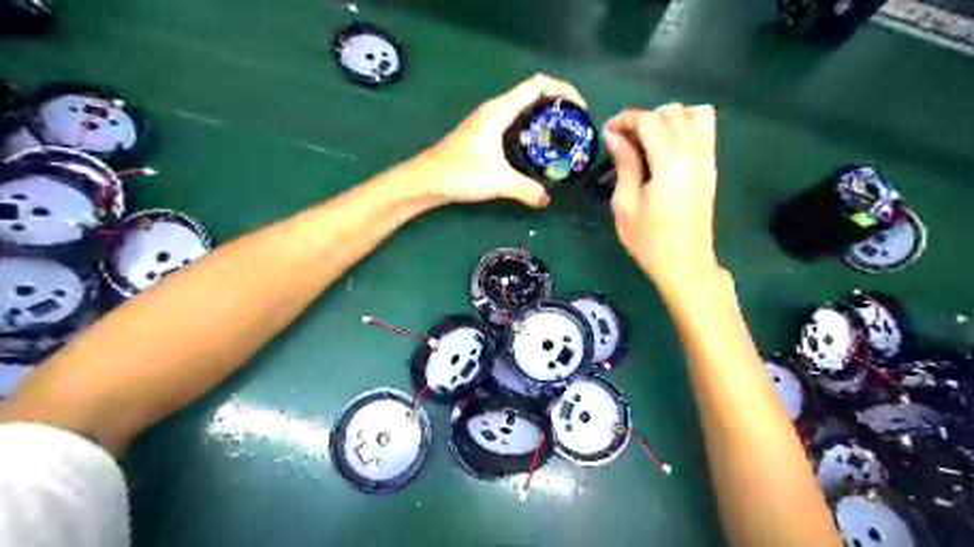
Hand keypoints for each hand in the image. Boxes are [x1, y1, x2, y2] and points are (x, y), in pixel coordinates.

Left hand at [421, 72, 584, 207]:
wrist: (426, 180)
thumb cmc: (460, 173)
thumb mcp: (498, 181)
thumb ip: (527, 189)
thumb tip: (547, 199)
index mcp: (499, 110)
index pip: (538, 85)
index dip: (563, 90)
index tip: (581, 108)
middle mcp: (495, 110)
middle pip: (533, 94)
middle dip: (557, 105)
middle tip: (575, 126)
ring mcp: (487, 122)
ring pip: (523, 109)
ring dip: (543, 118)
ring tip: (562, 137)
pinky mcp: (483, 135)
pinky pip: (514, 123)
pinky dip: (530, 130)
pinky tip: (536, 150)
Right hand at [606, 102, 725, 289]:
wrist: (685, 265)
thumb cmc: (648, 241)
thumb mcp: (625, 205)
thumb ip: (624, 164)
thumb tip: (614, 135)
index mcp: (671, 164)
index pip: (650, 120)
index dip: (626, 119)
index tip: (608, 131)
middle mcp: (694, 154)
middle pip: (672, 111)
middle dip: (644, 118)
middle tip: (624, 140)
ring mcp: (707, 159)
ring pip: (694, 113)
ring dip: (667, 119)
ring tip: (647, 141)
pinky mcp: (711, 167)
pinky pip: (704, 129)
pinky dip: (684, 126)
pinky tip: (665, 148)